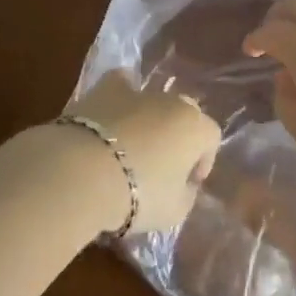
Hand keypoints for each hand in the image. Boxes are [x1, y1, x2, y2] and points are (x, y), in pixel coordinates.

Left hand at [66, 71, 221, 233]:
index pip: (211, 138)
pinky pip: (121, 84)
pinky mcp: (105, 89)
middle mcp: (172, 102)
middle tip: (162, 165)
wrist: (83, 172)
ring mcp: (139, 91)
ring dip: (149, 119)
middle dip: (178, 136)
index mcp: (196, 128)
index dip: (203, 161)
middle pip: (185, 114)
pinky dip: (120, 94)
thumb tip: (184, 185)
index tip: (188, 184)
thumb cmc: (138, 195)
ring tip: (132, 146)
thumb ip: (186, 195)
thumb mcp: (174, 212)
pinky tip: (112, 112)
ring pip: (153, 100)